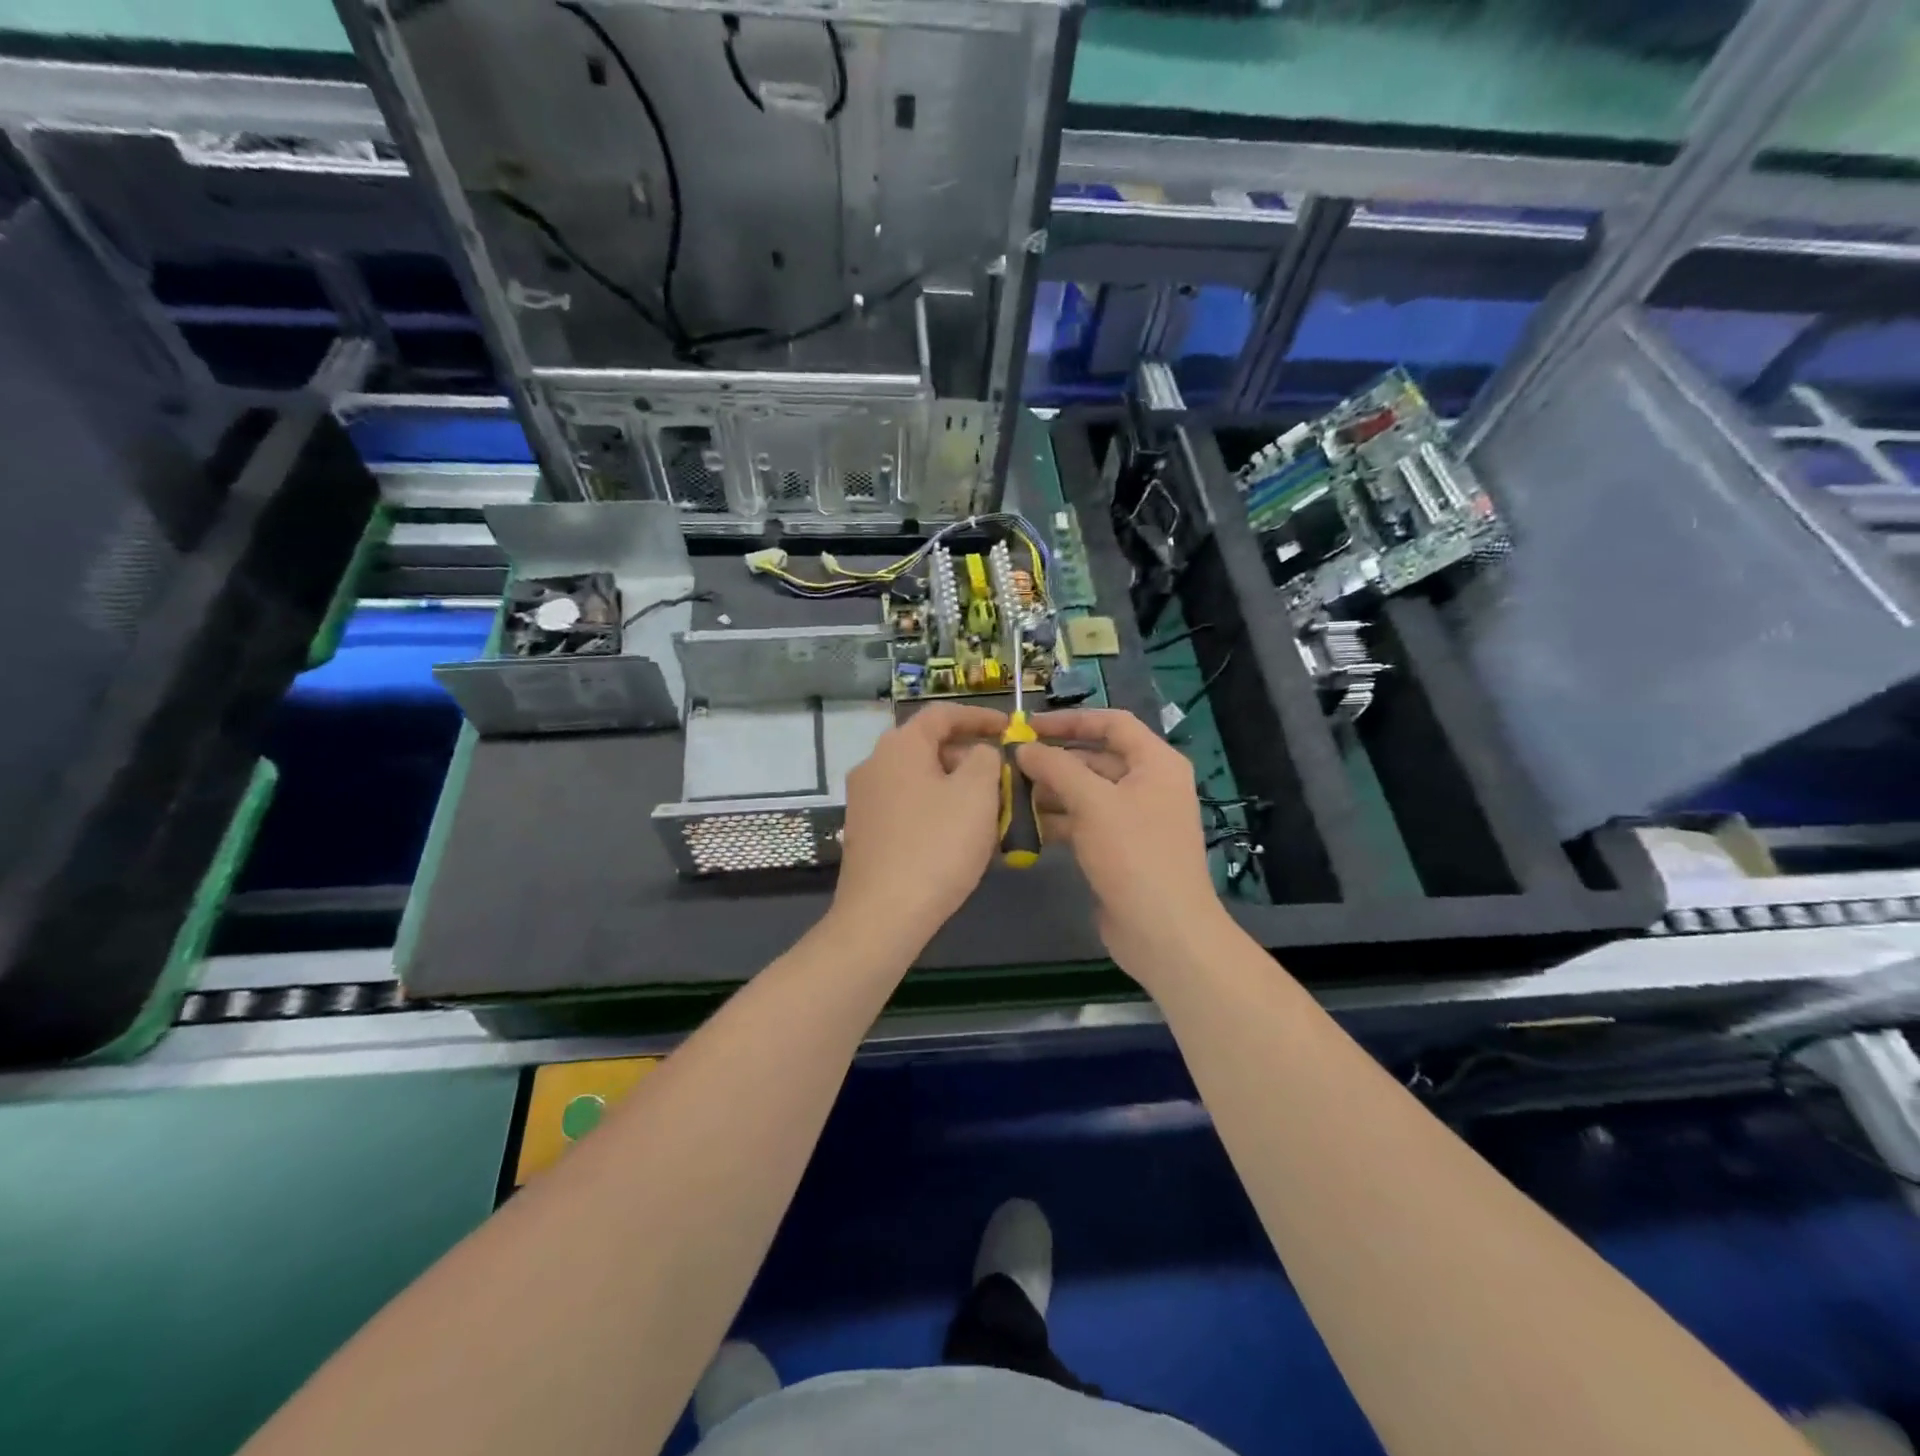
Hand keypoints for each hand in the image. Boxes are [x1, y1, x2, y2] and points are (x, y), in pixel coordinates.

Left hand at [831, 702, 1007, 958]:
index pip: (942, 714)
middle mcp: (874, 764)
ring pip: (919, 779)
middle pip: (928, 746)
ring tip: (988, 809)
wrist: (883, 915)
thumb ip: (985, 759)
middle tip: (1002, 777)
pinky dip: (936, 808)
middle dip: (969, 756)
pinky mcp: (864, 832)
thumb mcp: (977, 793)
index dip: (980, 717)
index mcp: (899, 746)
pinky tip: (957, 835)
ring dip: (954, 786)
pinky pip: (907, 806)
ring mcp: (864, 800)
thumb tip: (979, 753)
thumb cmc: (936, 845)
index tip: (1009, 728)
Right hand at [1016, 708, 1230, 986]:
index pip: (1112, 723)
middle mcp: (1148, 785)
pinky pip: (1085, 822)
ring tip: (1009, 795)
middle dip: (1054, 761)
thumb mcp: (1092, 802)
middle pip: (1096, 758)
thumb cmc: (1134, 854)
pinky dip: (1058, 821)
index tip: (1029, 726)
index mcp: (1155, 762)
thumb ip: (1056, 768)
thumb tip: (1023, 748)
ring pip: (1087, 793)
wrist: (1163, 931)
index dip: (1070, 720)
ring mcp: (1135, 819)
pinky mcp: (1120, 849)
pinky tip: (1025, 827)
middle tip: (1010, 765)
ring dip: (1051, 792)